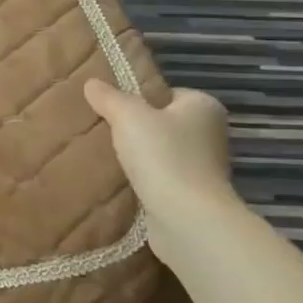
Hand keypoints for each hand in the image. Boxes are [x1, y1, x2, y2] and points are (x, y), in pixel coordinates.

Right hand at [82, 79, 238, 234]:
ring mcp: (203, 167)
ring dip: (137, 155)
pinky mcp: (192, 195)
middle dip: (135, 128)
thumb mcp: (128, 116)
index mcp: (204, 106)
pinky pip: (160, 177)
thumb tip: (92, 83)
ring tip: (104, 154)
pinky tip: (118, 179)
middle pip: (162, 122)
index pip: (167, 93)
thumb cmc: (163, 156)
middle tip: (102, 129)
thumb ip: (109, 97)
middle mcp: (209, 134)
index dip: (139, 98)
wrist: (187, 219)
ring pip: (160, 151)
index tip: (112, 107)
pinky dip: (142, 178)